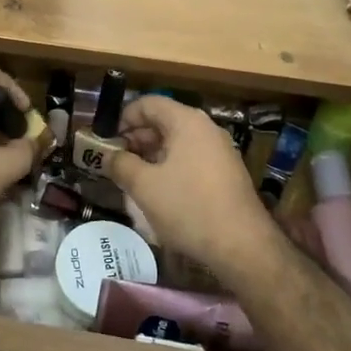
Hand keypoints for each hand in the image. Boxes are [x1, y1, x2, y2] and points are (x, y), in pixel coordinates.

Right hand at [102, 96, 273, 274]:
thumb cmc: (189, 208)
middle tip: (116, 162)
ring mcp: (220, 150)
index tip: (107, 140)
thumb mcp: (144, 186)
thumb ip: (121, 165)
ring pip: (177, 142)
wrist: (243, 247)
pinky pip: (192, 158)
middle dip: (136, 139)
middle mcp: (206, 129)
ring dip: (152, 155)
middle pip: (163, 121)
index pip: (148, 103)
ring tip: (133, 178)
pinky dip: (171, 167)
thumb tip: (108, 156)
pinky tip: (160, 192)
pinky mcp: (226, 173)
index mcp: (186, 121)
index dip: (123, 118)